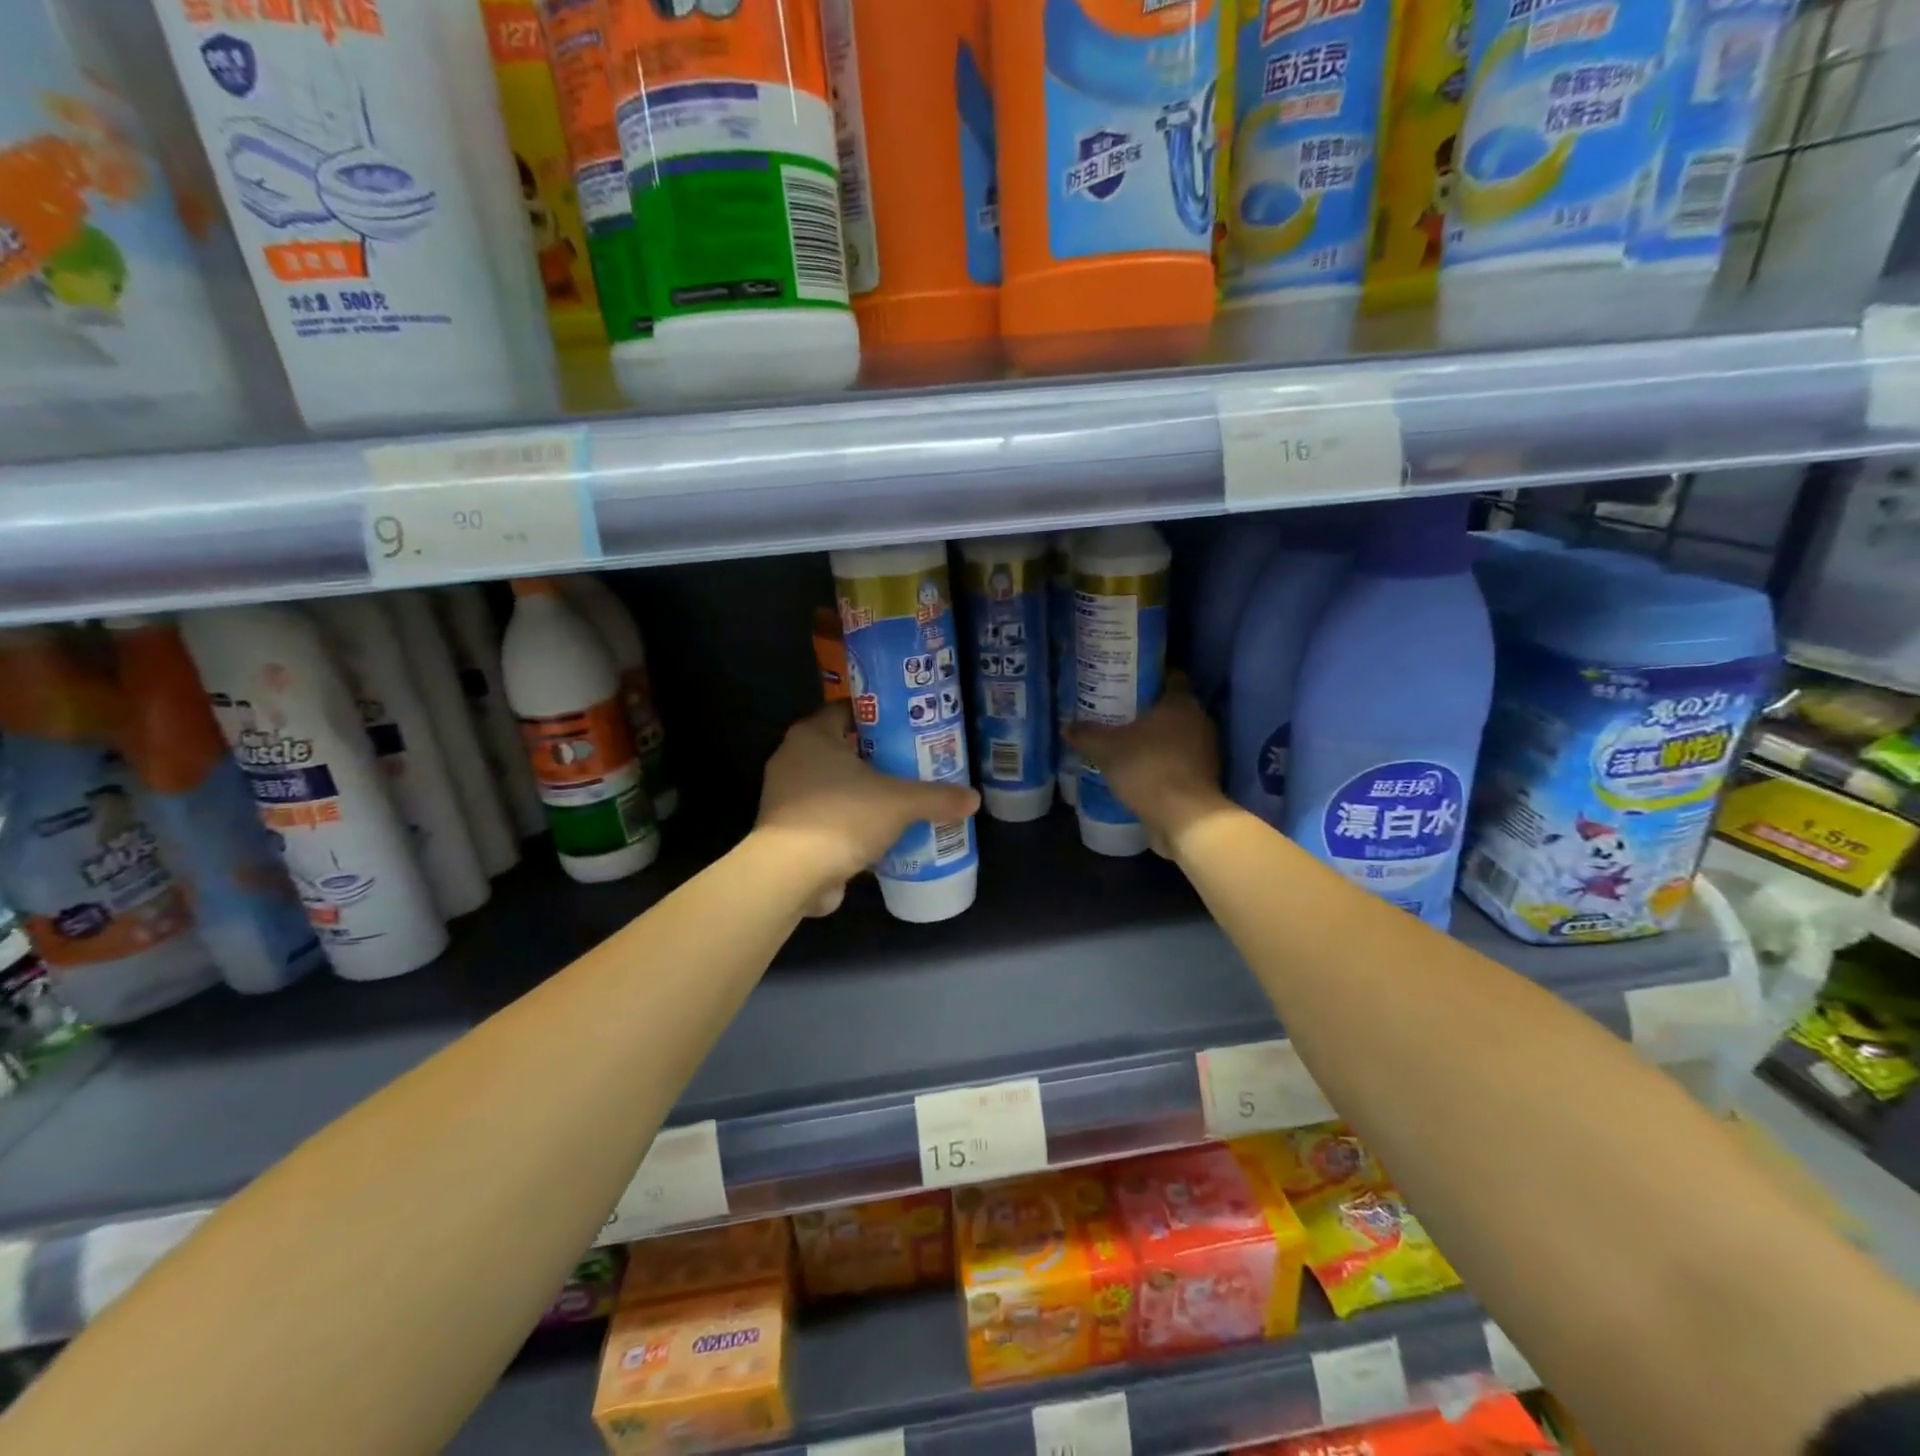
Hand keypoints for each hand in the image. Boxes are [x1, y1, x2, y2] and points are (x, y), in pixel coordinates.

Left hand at [756, 704, 980, 914]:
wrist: (791, 875)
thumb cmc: (842, 817)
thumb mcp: (899, 803)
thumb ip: (937, 798)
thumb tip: (973, 799)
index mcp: (812, 735)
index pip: (847, 710)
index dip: (879, 716)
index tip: (909, 726)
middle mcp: (793, 758)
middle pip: (843, 748)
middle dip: (877, 757)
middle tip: (913, 763)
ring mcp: (786, 795)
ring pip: (834, 784)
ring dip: (863, 792)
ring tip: (901, 799)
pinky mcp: (788, 830)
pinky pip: (827, 815)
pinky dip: (850, 821)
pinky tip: (880, 833)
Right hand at [1065, 678, 1231, 857]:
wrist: (1184, 817)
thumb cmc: (1147, 768)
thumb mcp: (1106, 749)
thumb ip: (1086, 734)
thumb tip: (1066, 727)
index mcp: (1181, 702)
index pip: (1171, 676)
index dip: (1149, 676)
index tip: (1127, 681)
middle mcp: (1200, 720)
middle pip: (1172, 707)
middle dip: (1148, 710)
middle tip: (1118, 711)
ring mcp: (1206, 751)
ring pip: (1177, 735)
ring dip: (1156, 739)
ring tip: (1125, 742)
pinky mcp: (1205, 777)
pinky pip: (1179, 761)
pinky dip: (1162, 762)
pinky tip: (1139, 769)